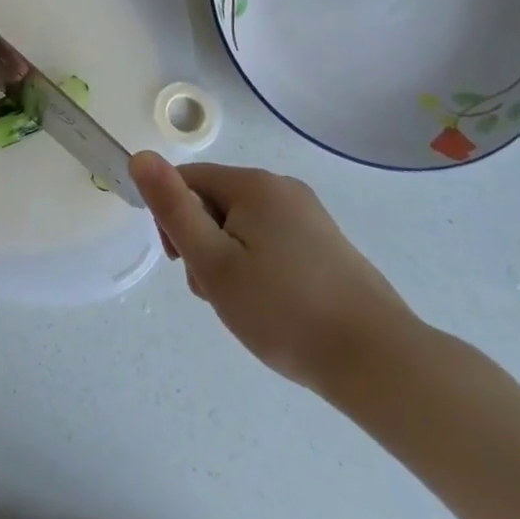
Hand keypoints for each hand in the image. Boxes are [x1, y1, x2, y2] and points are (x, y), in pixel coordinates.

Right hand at [129, 151, 416, 396]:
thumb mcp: (213, 262)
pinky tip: (274, 306)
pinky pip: (272, 242)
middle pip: (215, 202)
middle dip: (203, 243)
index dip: (172, 220)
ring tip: (246, 306)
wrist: (379, 362)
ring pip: (243, 226)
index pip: (187, 181)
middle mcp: (283, 188)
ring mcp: (310, 217)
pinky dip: (260, 268)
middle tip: (217, 292)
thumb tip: (140, 155)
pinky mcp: (328, 245)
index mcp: (254, 185)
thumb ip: (172, 208)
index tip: (184, 264)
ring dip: (230, 259)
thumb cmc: (284, 311)